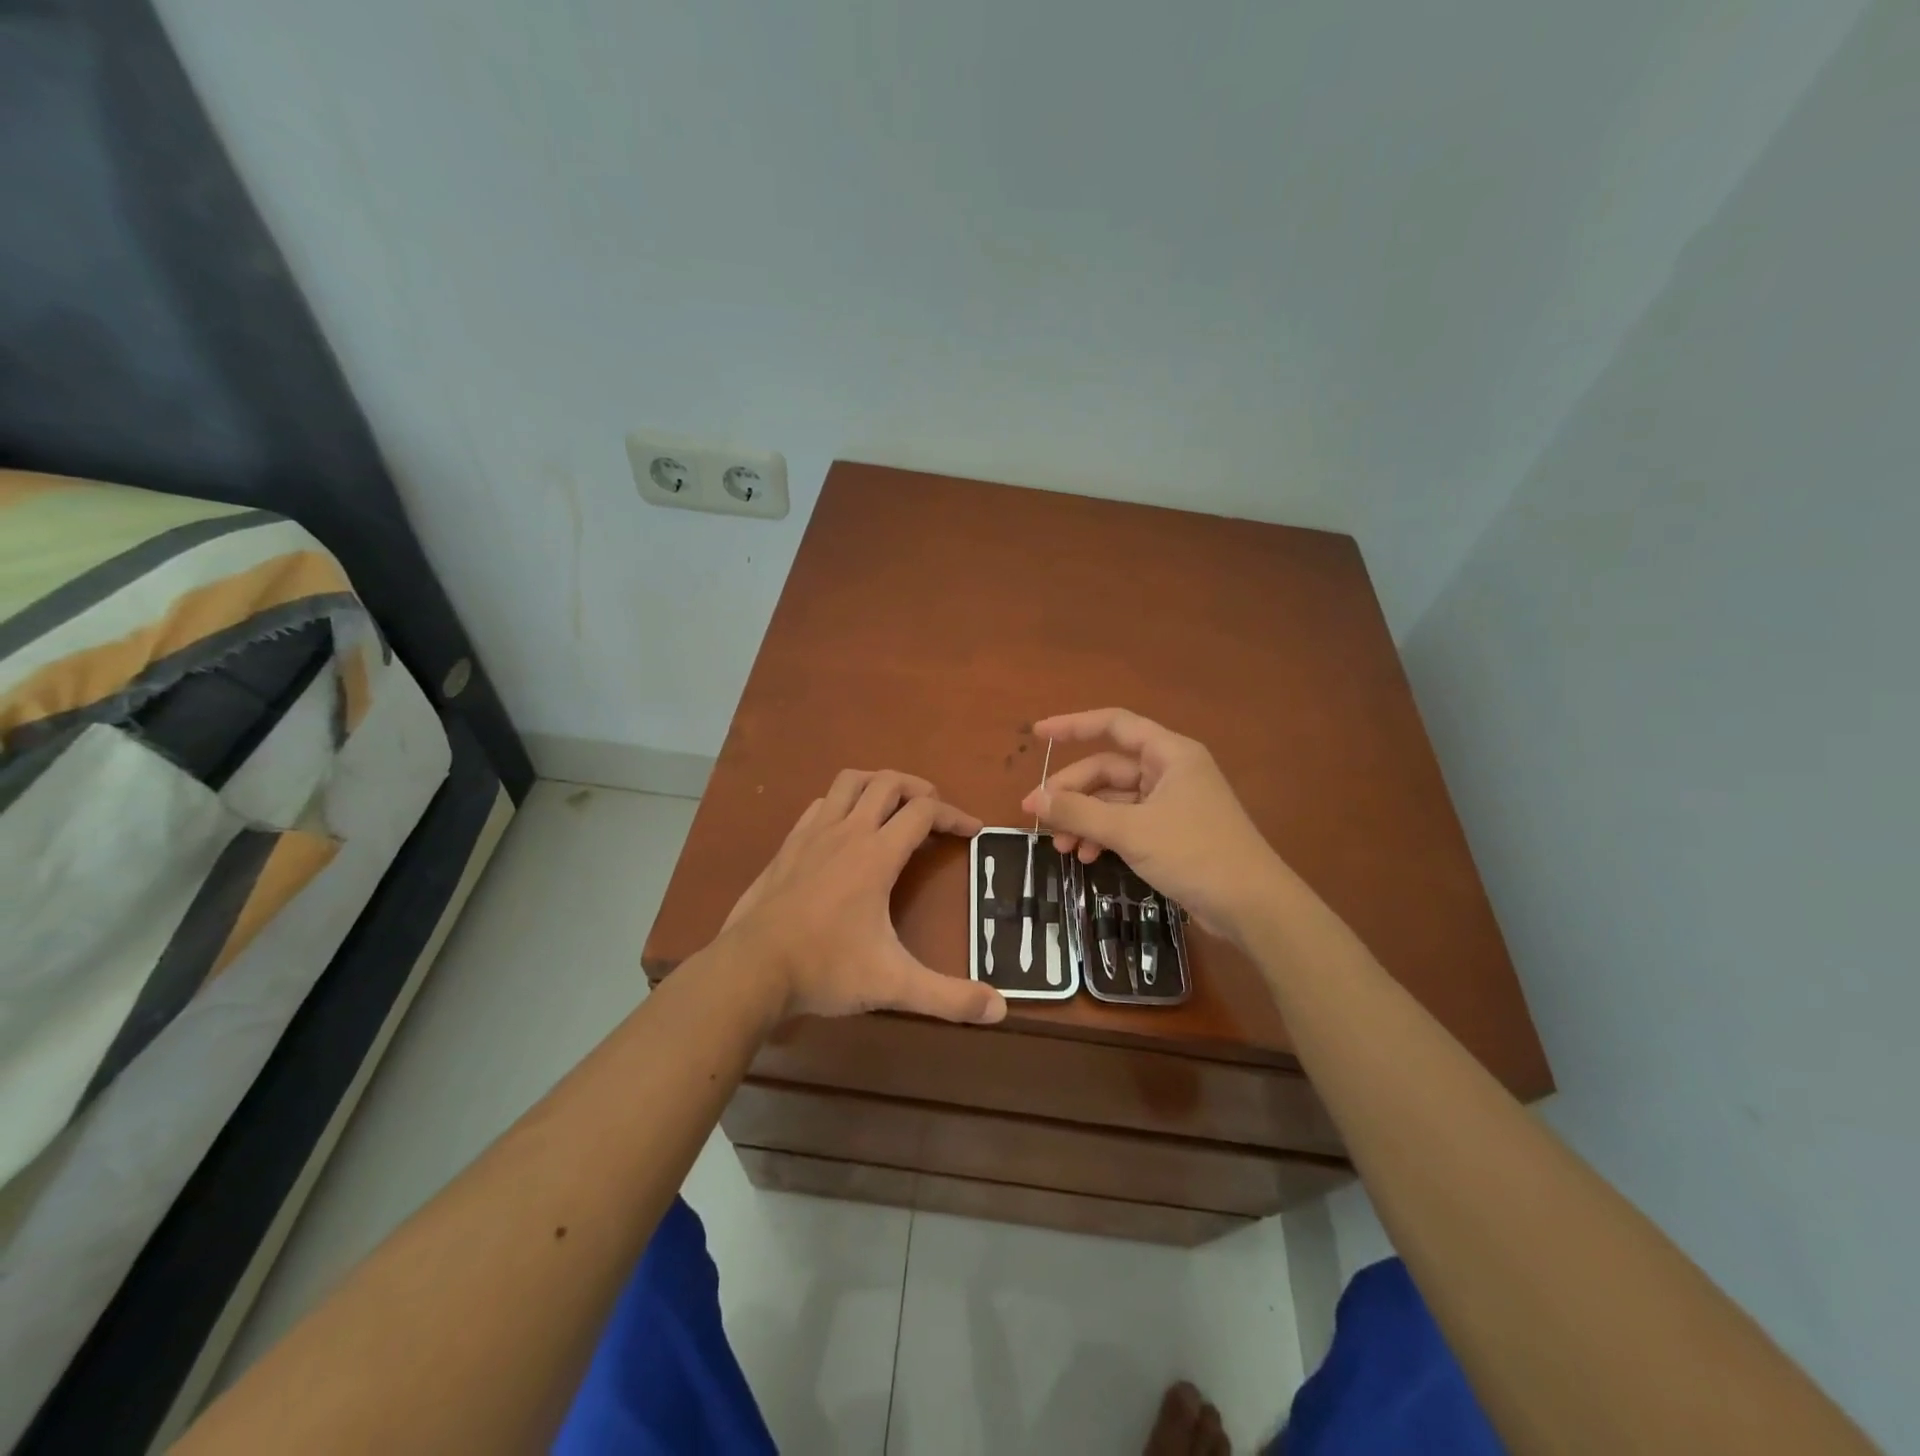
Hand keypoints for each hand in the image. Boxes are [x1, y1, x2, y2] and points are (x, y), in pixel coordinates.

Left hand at [723, 770, 1006, 1024]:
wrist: (750, 969)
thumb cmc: (825, 969)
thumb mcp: (893, 984)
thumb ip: (949, 997)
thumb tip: (1001, 1010)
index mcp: (876, 854)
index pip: (924, 812)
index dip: (954, 816)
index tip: (973, 830)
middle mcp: (847, 831)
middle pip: (888, 783)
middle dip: (919, 789)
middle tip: (935, 811)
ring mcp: (813, 834)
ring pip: (850, 782)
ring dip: (878, 783)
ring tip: (894, 804)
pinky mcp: (788, 845)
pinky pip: (821, 804)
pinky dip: (842, 802)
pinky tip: (845, 828)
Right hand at [1020, 709, 1283, 939]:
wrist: (1253, 907)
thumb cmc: (1195, 854)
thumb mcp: (1131, 831)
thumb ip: (1080, 813)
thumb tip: (1036, 800)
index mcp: (1169, 754)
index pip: (1114, 725)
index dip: (1073, 726)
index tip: (1037, 735)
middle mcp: (1170, 771)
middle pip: (1108, 769)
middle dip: (1072, 792)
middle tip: (1036, 814)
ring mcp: (1172, 803)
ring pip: (1115, 800)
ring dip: (1085, 819)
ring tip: (1061, 848)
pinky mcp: (1172, 833)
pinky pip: (1127, 823)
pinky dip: (1104, 836)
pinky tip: (1087, 857)